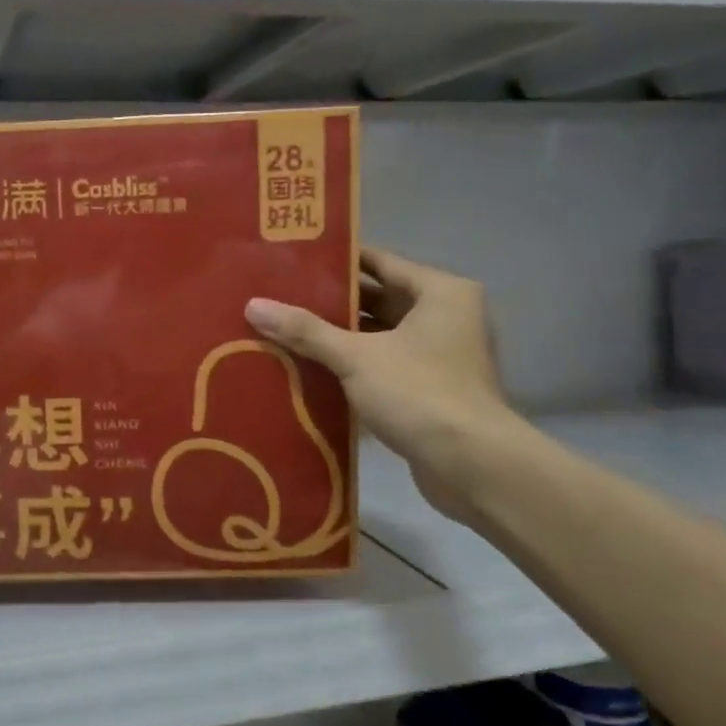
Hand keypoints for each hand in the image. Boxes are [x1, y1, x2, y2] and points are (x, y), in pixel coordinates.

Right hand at [244, 248, 524, 521]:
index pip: (380, 261)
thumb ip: (306, 330)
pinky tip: (312, 367)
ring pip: (381, 334)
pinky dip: (355, 364)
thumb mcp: (356, 357)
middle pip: (379, 297)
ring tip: (288, 329)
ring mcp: (442, 354)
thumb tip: (253, 305)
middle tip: (282, 295)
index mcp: (439, 292)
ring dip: (342, 335)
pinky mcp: (433, 388)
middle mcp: (446, 316)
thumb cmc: (420, 393)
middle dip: (332, 301)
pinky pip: (386, 363)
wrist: (473, 467)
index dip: (337, 260)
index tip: (294, 258)